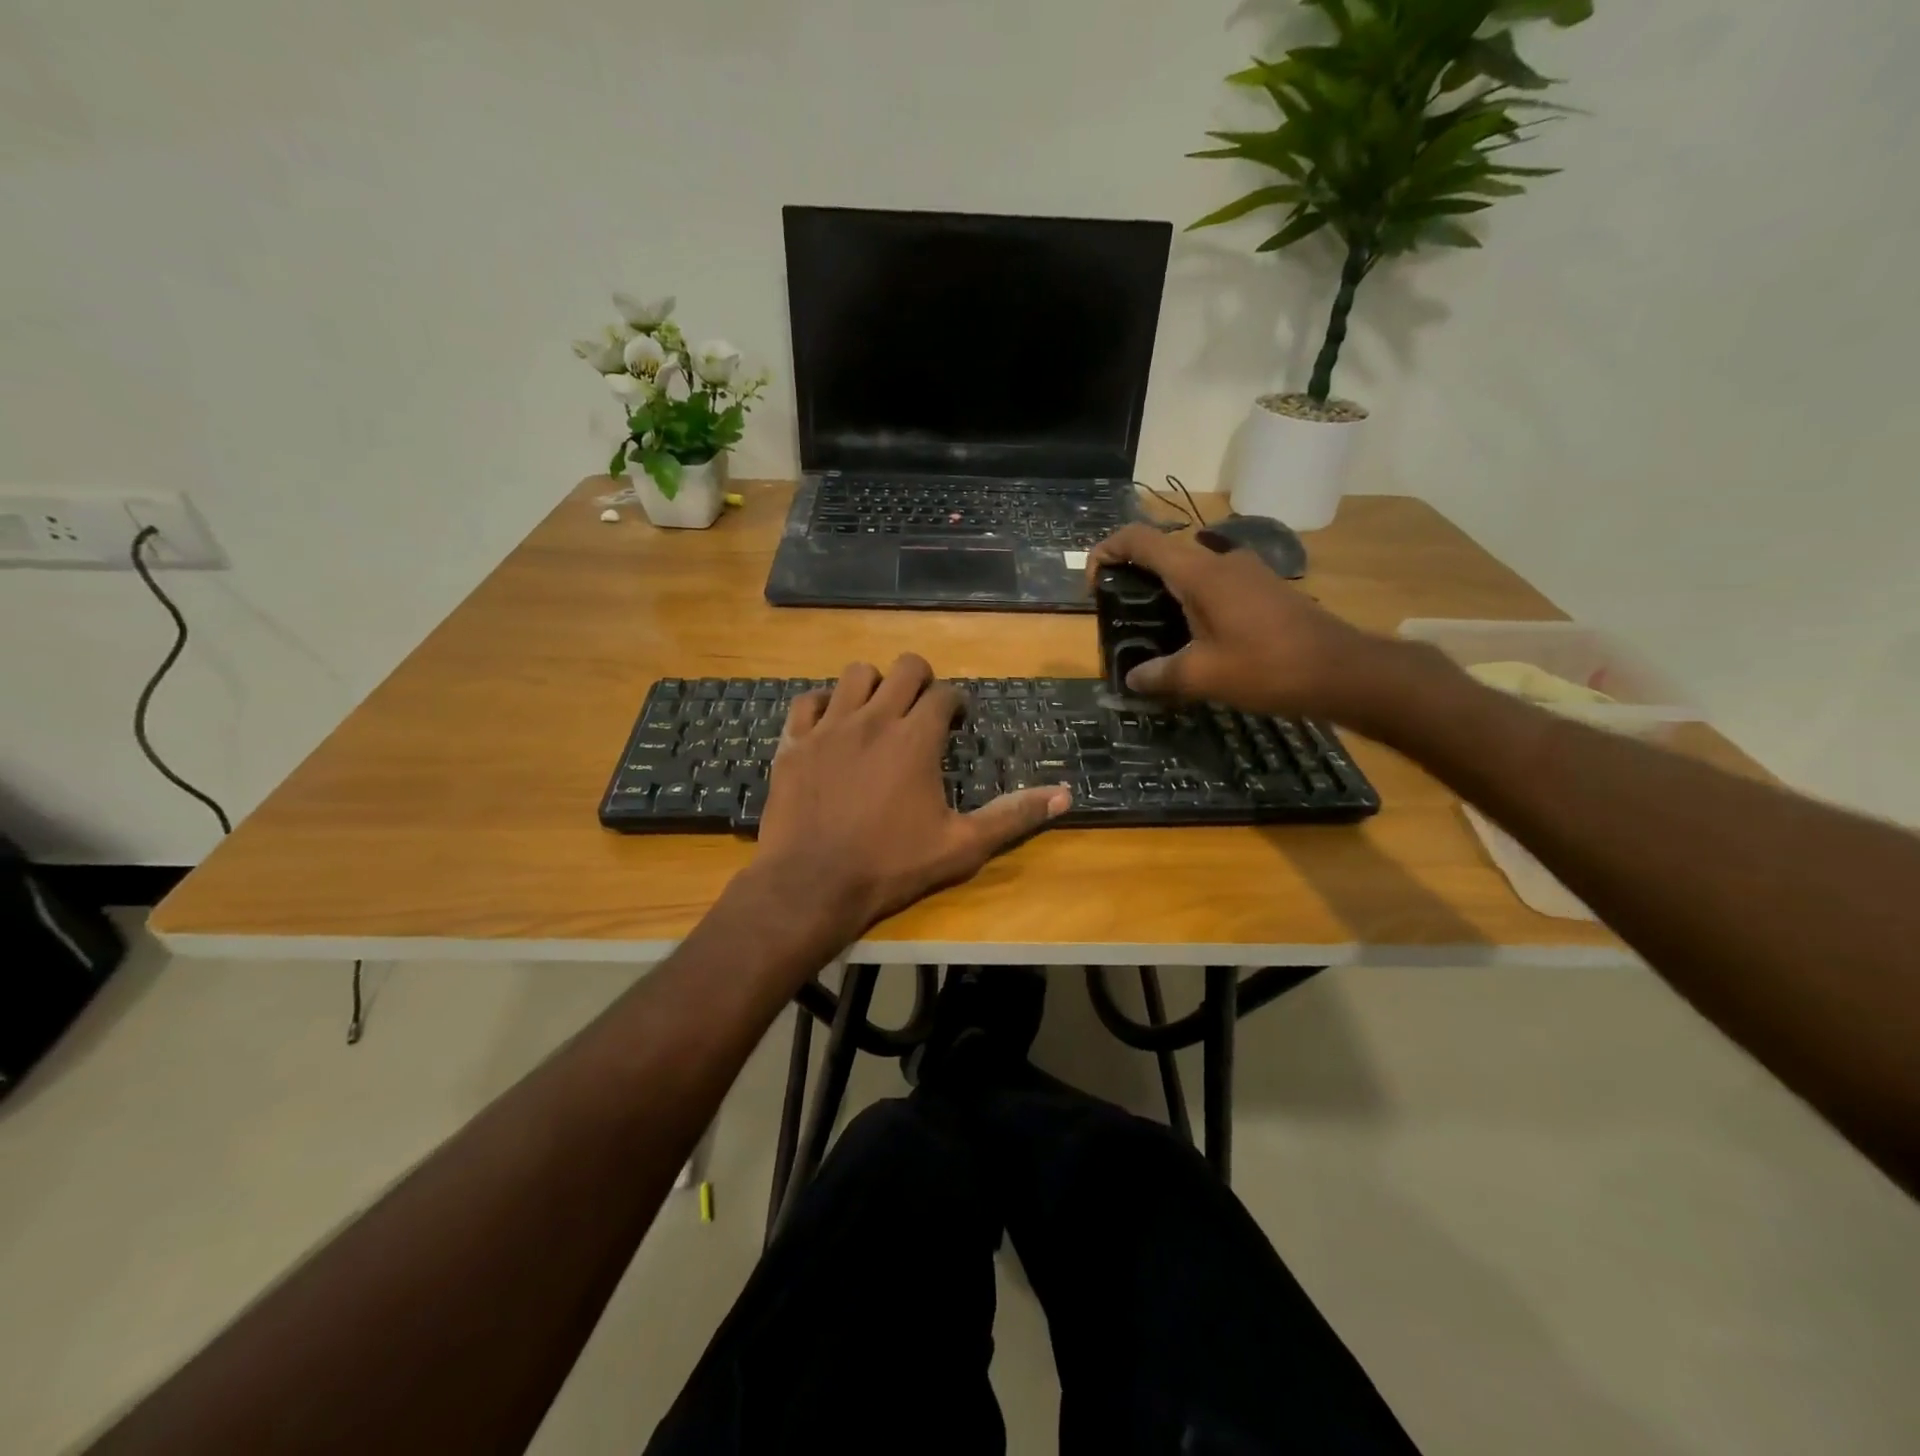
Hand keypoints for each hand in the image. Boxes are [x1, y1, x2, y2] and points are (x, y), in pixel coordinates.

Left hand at [751, 654, 1071, 937]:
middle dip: (920, 680)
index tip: (957, 723)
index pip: (945, 695)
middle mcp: (874, 719)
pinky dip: (823, 704)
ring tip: (878, 712)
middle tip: (921, 710)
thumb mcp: (961, 847)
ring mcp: (829, 726)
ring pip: (855, 674)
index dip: (956, 704)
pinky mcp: (795, 741)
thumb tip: (1066, 795)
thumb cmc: (891, 866)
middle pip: (904, 667)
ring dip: (873, 685)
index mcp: (916, 739)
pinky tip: (831, 725)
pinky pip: (807, 700)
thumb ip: (1013, 816)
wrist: (812, 885)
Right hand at [1088, 523, 1406, 721]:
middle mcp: (1220, 560)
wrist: (1341, 670)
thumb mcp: (1203, 676)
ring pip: (1190, 567)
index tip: (1094, 583)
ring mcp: (1246, 571)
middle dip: (1133, 574)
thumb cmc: (1267, 667)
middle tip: (1120, 613)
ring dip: (1165, 589)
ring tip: (1153, 629)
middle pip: (1163, 551)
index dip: (1107, 551)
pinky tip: (1195, 636)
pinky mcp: (1263, 587)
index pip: (1140, 540)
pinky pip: (1214, 582)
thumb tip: (1133, 678)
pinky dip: (1192, 598)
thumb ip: (1159, 675)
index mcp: (1198, 573)